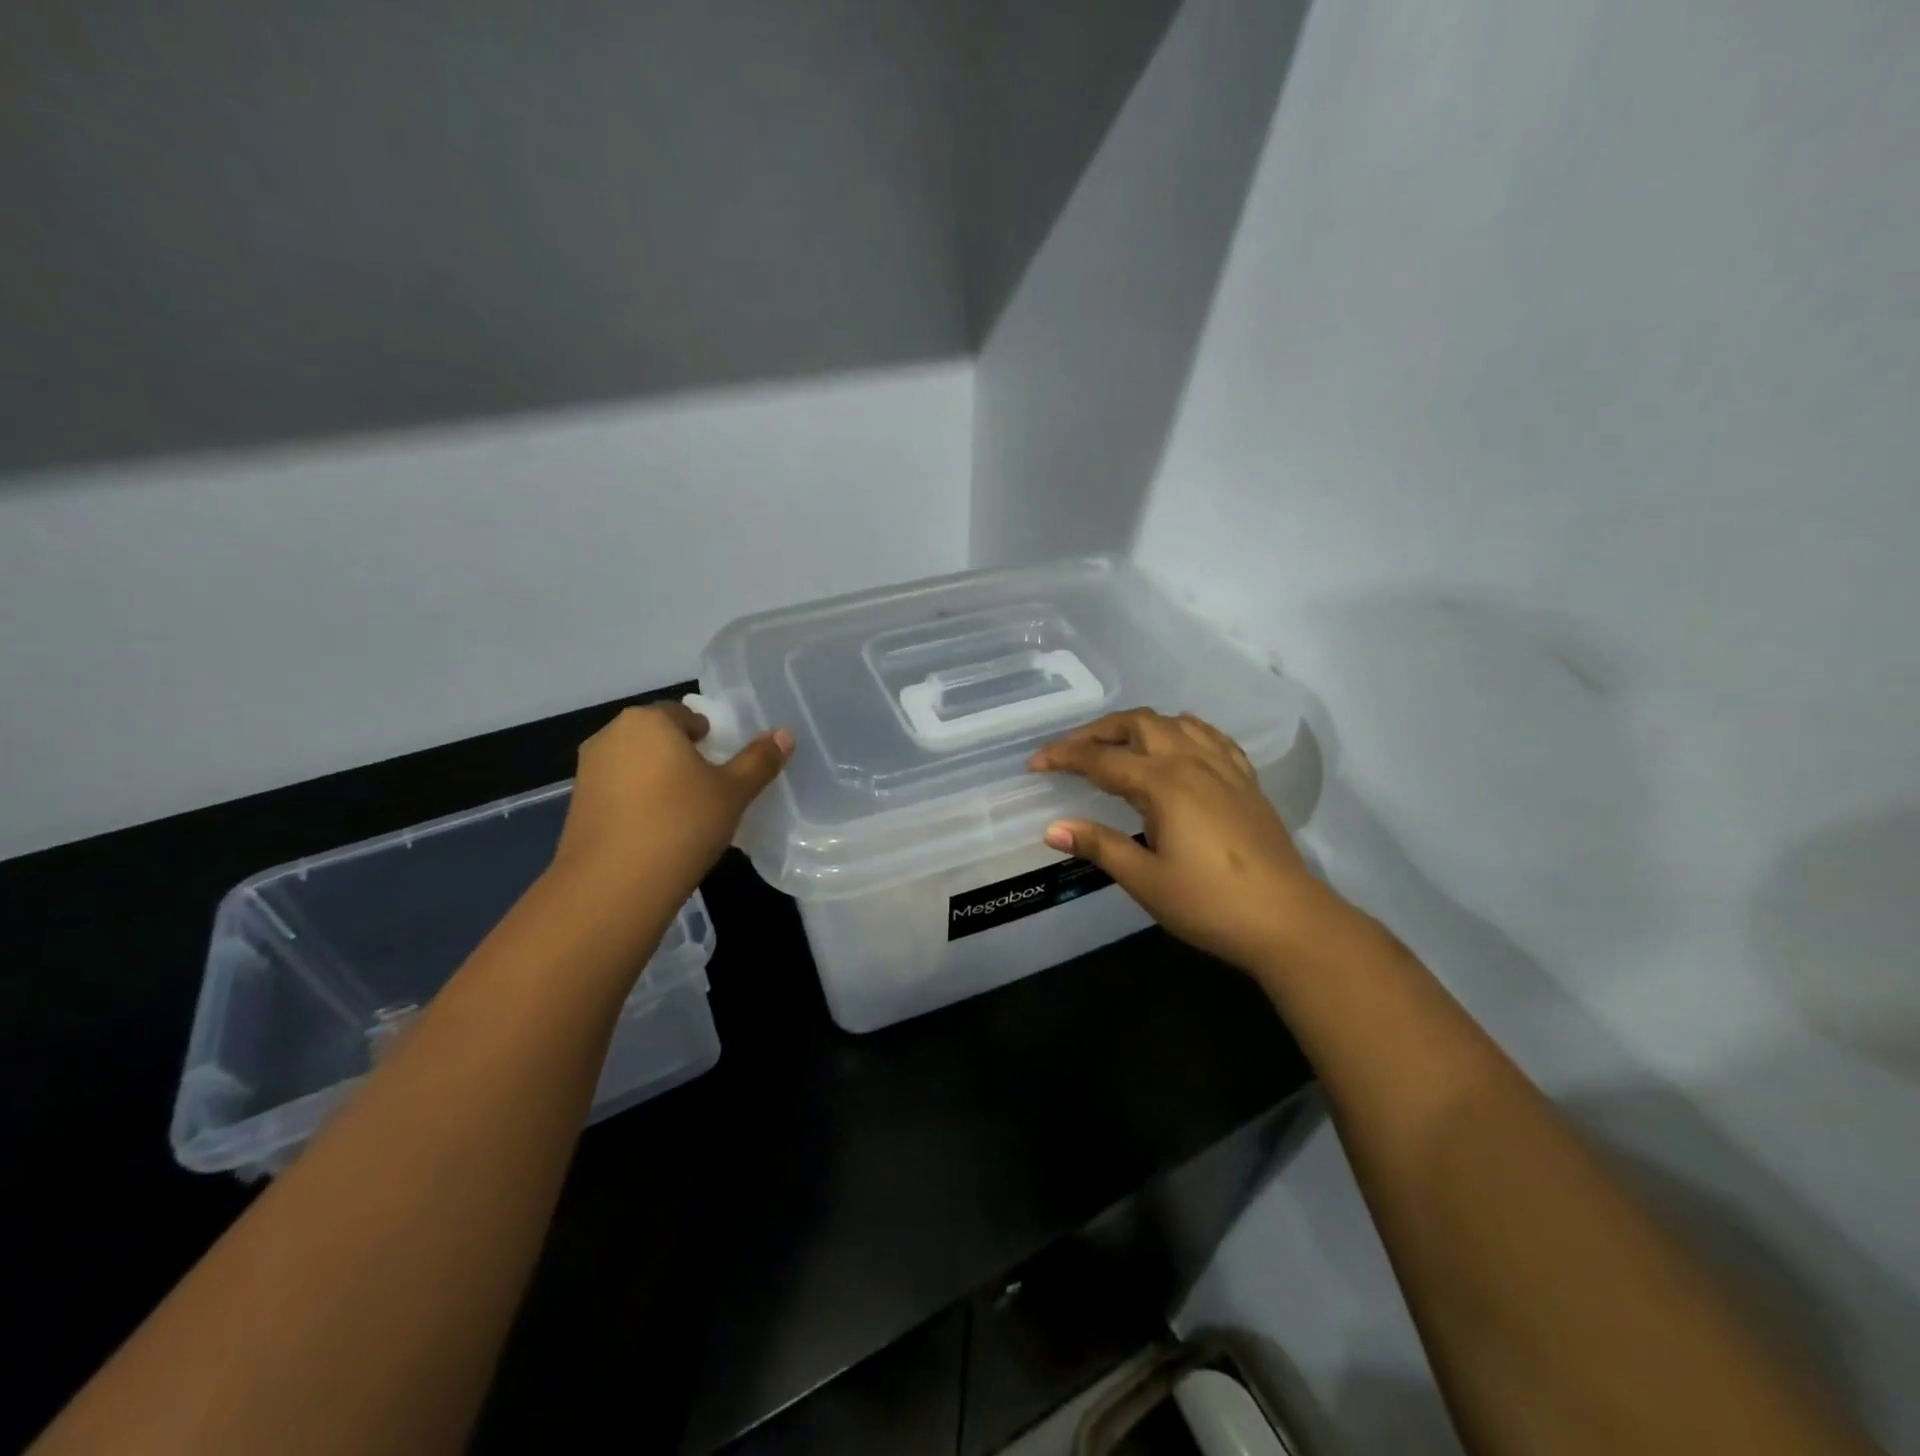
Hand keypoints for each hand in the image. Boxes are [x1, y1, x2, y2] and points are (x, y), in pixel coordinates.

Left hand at [551, 703, 791, 905]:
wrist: (614, 886)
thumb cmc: (681, 824)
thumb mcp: (733, 792)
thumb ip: (759, 760)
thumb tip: (785, 734)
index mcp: (648, 721)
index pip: (686, 715)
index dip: (709, 738)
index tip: (723, 767)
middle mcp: (611, 735)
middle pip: (658, 738)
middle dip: (682, 757)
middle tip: (710, 790)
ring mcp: (588, 771)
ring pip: (637, 765)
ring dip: (659, 781)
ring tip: (685, 814)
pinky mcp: (578, 806)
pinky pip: (620, 792)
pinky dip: (639, 803)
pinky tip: (657, 833)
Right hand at [1029, 708, 1357, 977]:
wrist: (1287, 920)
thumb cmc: (1209, 904)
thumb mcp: (1146, 880)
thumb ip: (1099, 846)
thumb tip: (1052, 828)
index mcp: (1163, 784)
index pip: (1102, 759)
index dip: (1064, 757)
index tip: (1035, 763)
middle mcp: (1192, 763)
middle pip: (1139, 724)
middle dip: (1099, 730)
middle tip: (1072, 751)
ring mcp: (1224, 768)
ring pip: (1175, 723)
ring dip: (1140, 726)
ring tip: (1118, 744)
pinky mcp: (1246, 781)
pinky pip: (1212, 737)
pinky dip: (1185, 730)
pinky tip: (1180, 739)